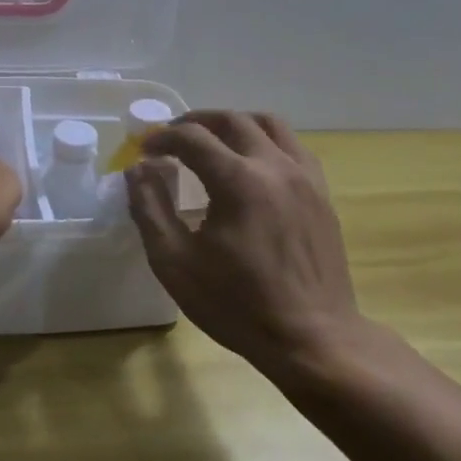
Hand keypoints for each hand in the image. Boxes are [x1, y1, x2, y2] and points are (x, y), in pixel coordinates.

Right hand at [126, 111, 374, 388]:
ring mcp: (305, 177)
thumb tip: (138, 169)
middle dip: (196, 121)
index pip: (193, 138)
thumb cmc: (237, 306)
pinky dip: (265, 141)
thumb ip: (150, 209)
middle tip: (172, 137)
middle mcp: (275, 166)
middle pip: (232, 120)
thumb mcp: (175, 263)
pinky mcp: (322, 193)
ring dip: (234, 124)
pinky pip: (293, 146)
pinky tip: (251, 165)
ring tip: (213, 140)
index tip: (144, 149)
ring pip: (269, 124)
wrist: (313, 339)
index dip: (163, 137)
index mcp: (238, 181)